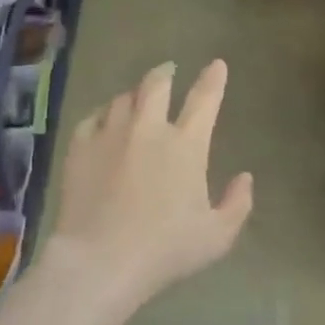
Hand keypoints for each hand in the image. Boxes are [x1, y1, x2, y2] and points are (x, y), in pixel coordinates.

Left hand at [48, 60, 253, 303]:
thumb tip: (245, 177)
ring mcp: (110, 134)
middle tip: (168, 71)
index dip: (213, 79)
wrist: (101, 260)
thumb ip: (237, 204)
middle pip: (156, 85)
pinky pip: (92, 117)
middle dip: (165, 74)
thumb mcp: (217, 236)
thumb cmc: (165, 250)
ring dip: (134, 95)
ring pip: (123, 98)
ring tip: (135, 100)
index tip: (217, 65)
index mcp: (186, 145)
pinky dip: (102, 114)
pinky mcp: (80, 146)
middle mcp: (148, 128)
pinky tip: (102, 121)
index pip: (205, 100)